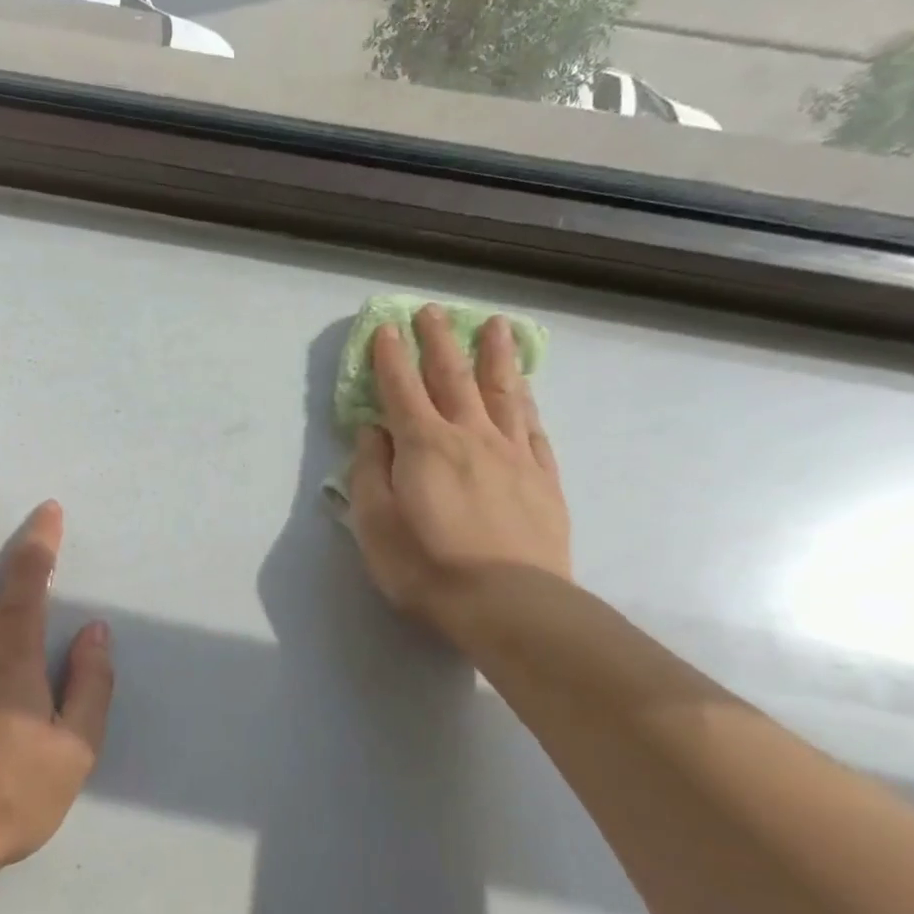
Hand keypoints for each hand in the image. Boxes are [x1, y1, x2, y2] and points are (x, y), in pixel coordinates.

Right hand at [349, 307, 570, 655]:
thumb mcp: (374, 524)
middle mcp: (470, 436)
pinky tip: (525, 397)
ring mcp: (514, 455)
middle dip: (440, 340)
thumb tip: (373, 432)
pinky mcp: (544, 479)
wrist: (508, 603)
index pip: (401, 388)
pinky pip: (534, 431)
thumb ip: (370, 472)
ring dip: (495, 357)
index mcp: (424, 445)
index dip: (390, 357)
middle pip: (453, 377)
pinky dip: (526, 407)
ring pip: (503, 393)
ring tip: (495, 327)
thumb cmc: (426, 566)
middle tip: (433, 310)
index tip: (385, 329)